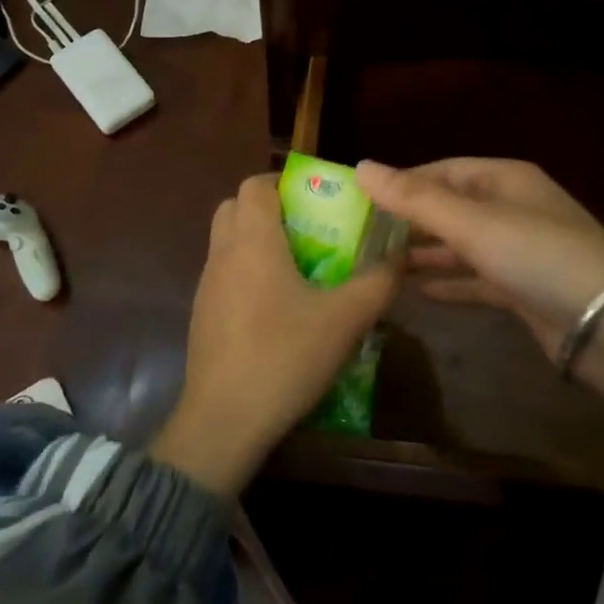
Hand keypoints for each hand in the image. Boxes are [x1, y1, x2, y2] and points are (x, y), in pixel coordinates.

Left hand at [151, 175, 397, 495]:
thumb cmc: (284, 356)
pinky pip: (226, 275)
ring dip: (259, 242)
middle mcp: (223, 254)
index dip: (285, 182)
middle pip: (236, 208)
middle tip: (310, 229)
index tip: (318, 199)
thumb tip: (400, 256)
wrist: (223, 421)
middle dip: (270, 209)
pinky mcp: (203, 316)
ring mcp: (208, 286)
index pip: (255, 184)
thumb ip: (378, 282)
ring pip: (228, 242)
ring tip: (302, 268)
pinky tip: (280, 308)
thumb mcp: (345, 319)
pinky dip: (249, 273)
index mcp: (252, 241)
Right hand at [355, 158, 603, 388]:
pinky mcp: (523, 288)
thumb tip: (361, 166)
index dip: (403, 182)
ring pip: (462, 245)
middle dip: (411, 221)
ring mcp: (520, 250)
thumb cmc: (537, 255)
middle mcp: (512, 209)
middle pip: (451, 207)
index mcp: (505, 180)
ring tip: (380, 263)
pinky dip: (450, 282)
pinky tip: (419, 291)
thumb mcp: (473, 223)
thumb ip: (415, 198)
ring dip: (426, 253)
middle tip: (362, 236)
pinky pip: (477, 279)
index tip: (362, 200)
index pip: (443, 171)